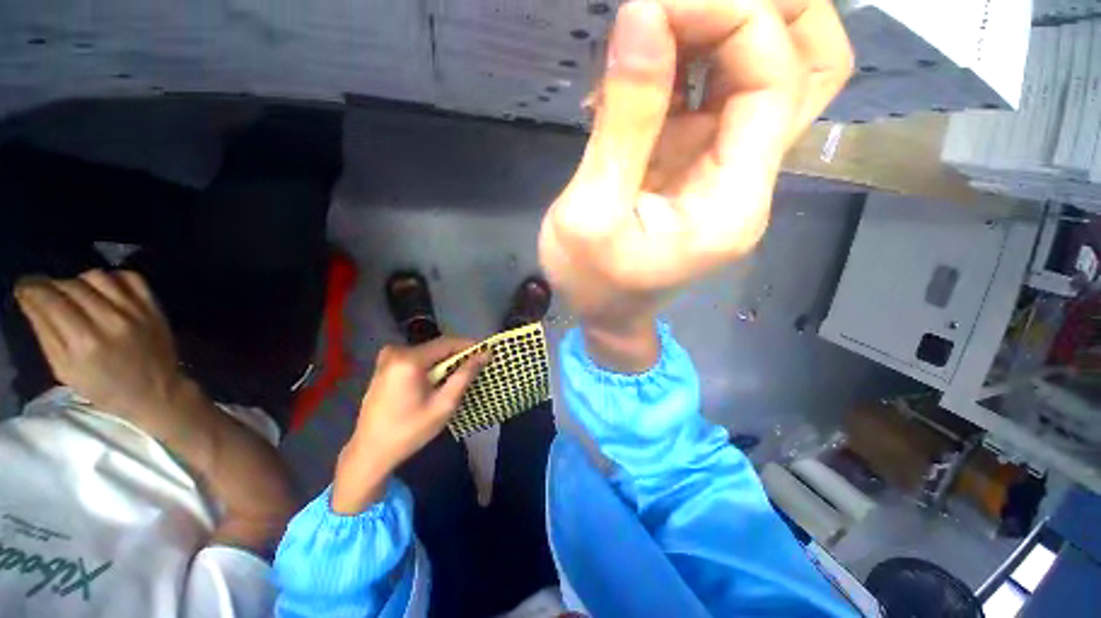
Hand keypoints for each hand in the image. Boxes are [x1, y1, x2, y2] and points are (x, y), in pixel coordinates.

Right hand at [15, 270, 185, 421]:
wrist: (156, 392)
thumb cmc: (105, 389)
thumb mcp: (65, 370)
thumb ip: (46, 334)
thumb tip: (30, 300)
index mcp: (84, 343)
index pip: (51, 301)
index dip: (32, 289)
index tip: (24, 287)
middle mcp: (110, 322)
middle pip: (73, 286)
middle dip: (53, 286)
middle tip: (48, 294)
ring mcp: (136, 312)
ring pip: (99, 277)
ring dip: (81, 280)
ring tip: (76, 294)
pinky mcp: (154, 308)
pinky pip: (132, 278)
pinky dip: (114, 277)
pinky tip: (105, 289)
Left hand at [332, 338, 488, 513]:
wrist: (370, 451)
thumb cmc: (410, 431)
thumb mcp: (444, 404)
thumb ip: (465, 375)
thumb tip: (485, 355)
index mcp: (409, 360)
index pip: (448, 343)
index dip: (470, 346)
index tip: (486, 353)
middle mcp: (396, 352)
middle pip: (437, 347)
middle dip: (457, 355)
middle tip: (475, 367)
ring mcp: (387, 358)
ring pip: (427, 352)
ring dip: (444, 361)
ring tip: (459, 376)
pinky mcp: (384, 366)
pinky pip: (416, 358)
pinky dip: (430, 365)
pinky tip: (437, 381)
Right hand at [540, 0, 851, 329]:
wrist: (605, 314)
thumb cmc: (592, 283)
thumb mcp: (591, 213)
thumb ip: (622, 123)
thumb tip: (643, 16)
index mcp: (733, 201)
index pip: (776, 78)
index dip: (730, 17)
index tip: (652, 8)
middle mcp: (748, 178)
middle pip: (807, 67)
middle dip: (764, 11)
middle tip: (689, 4)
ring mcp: (725, 169)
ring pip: (767, 73)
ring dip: (724, 30)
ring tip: (659, 27)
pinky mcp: (697, 167)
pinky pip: (713, 96)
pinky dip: (688, 62)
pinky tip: (638, 69)